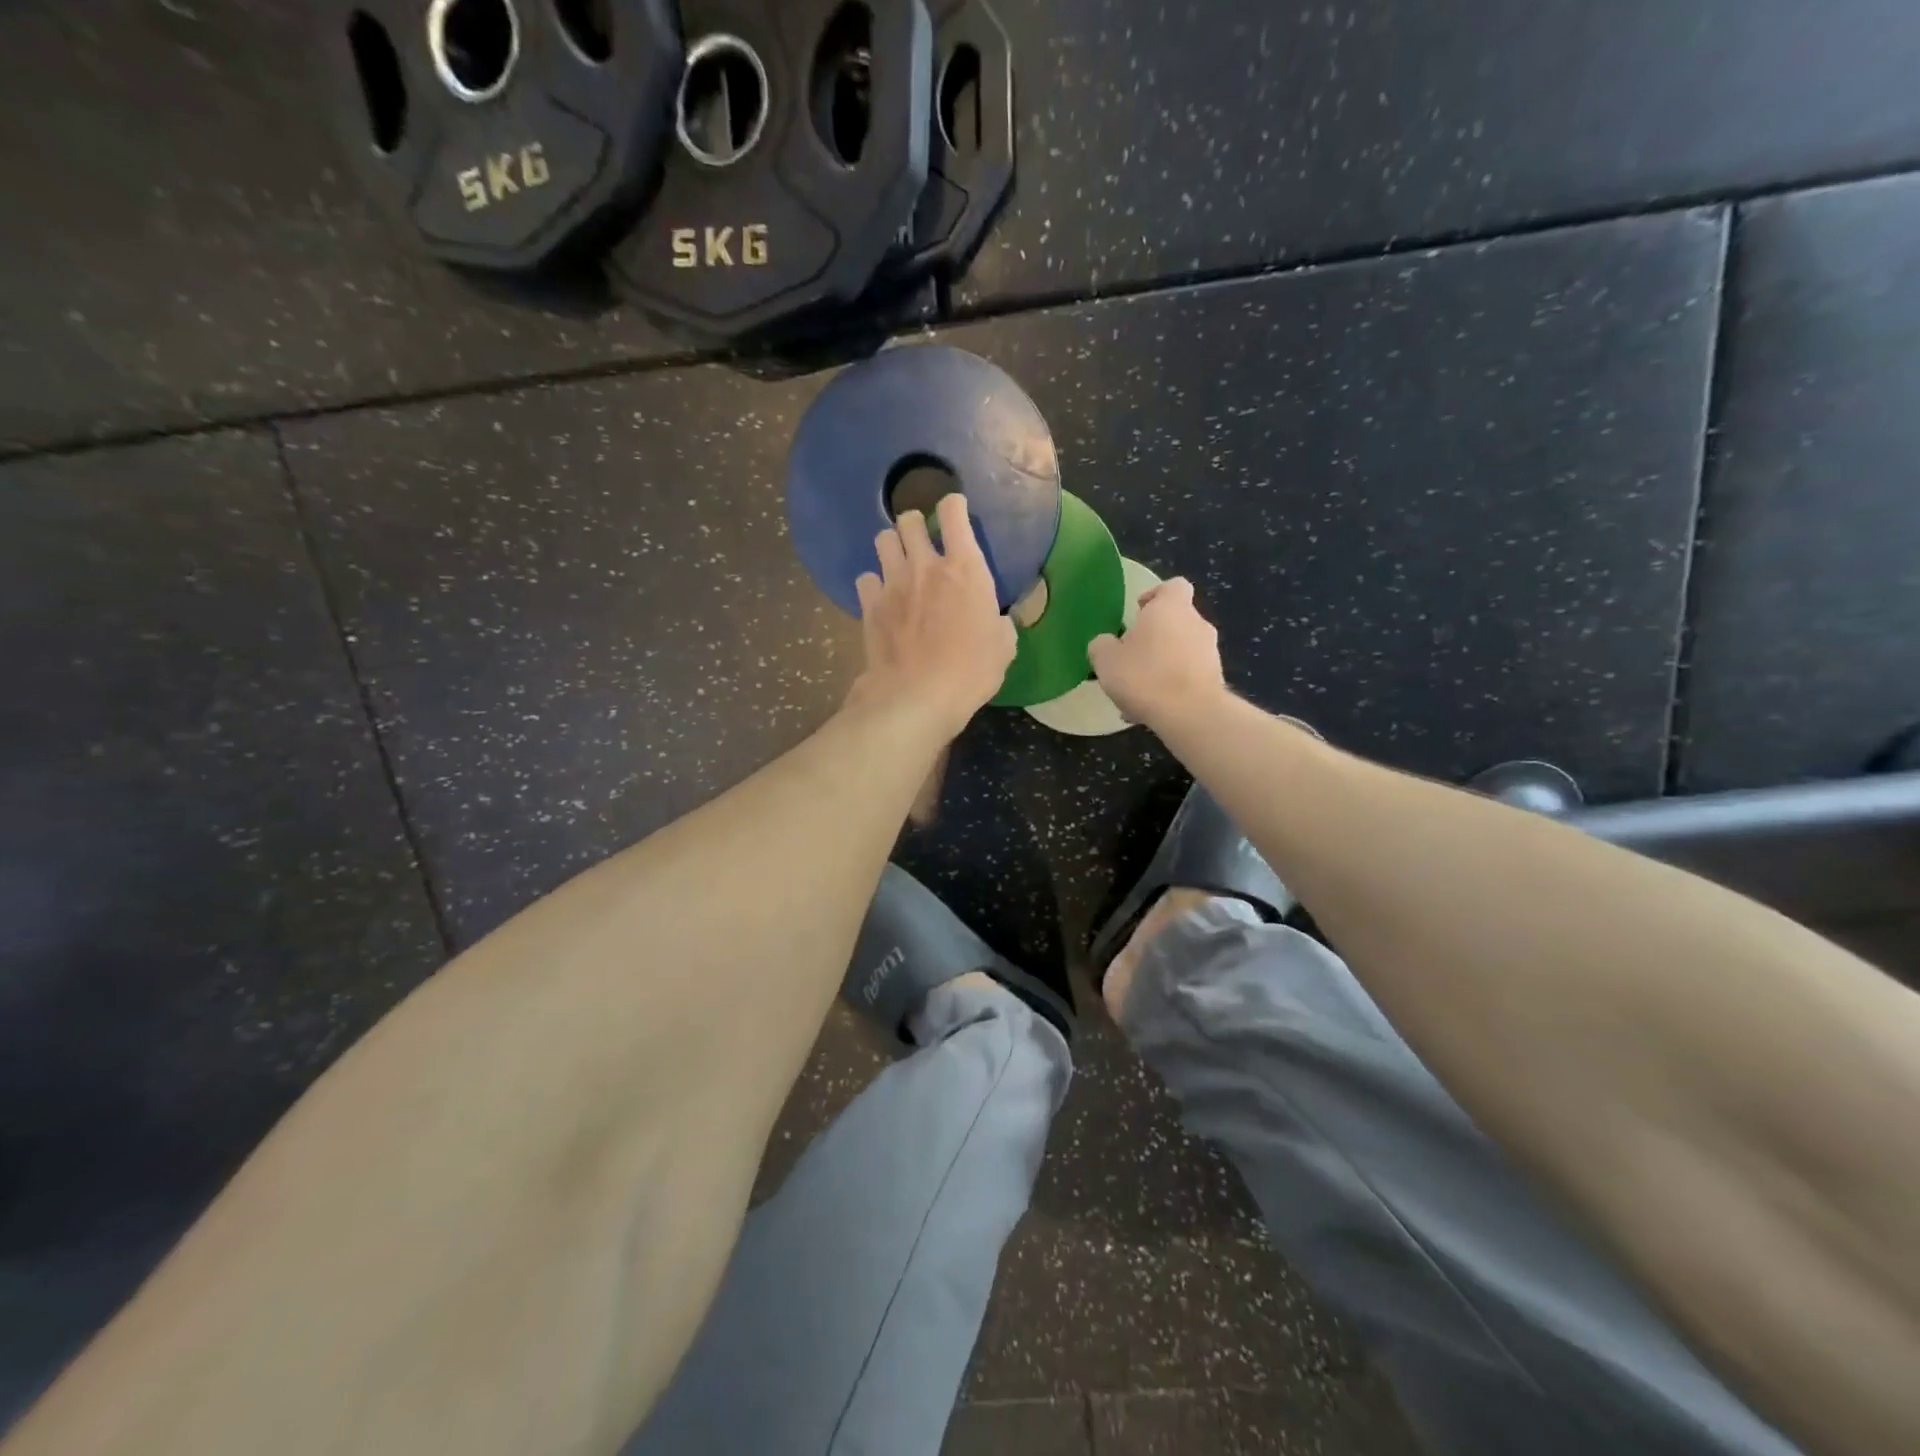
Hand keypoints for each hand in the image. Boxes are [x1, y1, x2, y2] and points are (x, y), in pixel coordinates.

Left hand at [850, 492, 1016, 737]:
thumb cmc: (971, 671)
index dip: (954, 506)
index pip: (954, 513)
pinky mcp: (869, 605)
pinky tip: (881, 598)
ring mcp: (893, 583)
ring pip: (882, 540)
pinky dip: (872, 584)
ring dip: (892, 547)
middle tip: (922, 541)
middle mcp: (926, 566)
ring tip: (898, 563)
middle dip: (915, 524)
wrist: (917, 695)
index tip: (956, 511)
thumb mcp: (1003, 647)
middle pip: (909, 520)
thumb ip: (1000, 624)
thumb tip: (997, 620)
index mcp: (965, 569)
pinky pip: (865, 578)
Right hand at [1087, 578, 1226, 726]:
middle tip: (1131, 656)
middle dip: (1155, 636)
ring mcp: (1211, 652)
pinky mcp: (1216, 679)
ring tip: (1139, 692)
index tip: (1138, 611)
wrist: (1190, 714)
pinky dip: (1173, 686)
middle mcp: (1197, 623)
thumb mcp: (1106, 659)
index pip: (1173, 586)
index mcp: (1171, 608)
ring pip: (1182, 651)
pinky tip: (1153, 709)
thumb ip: (1102, 644)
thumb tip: (1106, 643)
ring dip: (1162, 664)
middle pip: (1176, 621)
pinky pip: (1188, 676)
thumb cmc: (1144, 675)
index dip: (1155, 595)